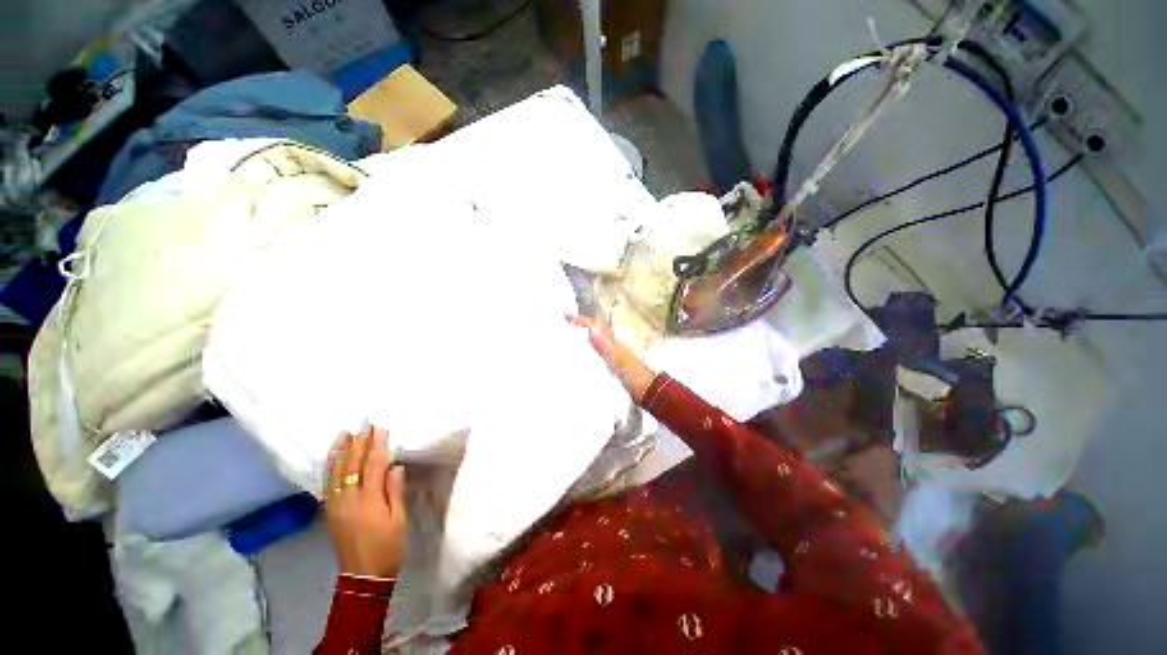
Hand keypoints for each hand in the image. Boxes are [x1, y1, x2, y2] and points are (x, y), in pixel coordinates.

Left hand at [323, 426, 407, 578]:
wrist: (363, 576)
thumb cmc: (389, 546)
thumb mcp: (398, 519)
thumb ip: (394, 491)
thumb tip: (394, 466)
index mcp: (368, 500)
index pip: (372, 466)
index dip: (376, 446)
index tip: (380, 429)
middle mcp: (348, 500)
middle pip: (352, 466)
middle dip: (358, 444)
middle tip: (364, 426)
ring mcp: (335, 506)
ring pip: (335, 473)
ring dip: (340, 452)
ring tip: (344, 434)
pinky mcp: (329, 513)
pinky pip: (326, 485)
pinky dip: (329, 468)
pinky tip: (332, 459)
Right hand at [566, 314, 656, 401]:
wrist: (647, 390)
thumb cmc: (632, 375)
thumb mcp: (616, 360)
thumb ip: (604, 346)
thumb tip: (590, 330)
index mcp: (614, 342)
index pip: (596, 326)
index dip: (581, 320)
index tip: (566, 315)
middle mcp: (614, 345)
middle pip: (597, 330)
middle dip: (582, 324)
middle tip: (566, 322)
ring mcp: (615, 354)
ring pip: (598, 339)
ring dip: (585, 335)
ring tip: (571, 335)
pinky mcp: (615, 364)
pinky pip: (599, 350)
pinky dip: (590, 348)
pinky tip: (585, 354)